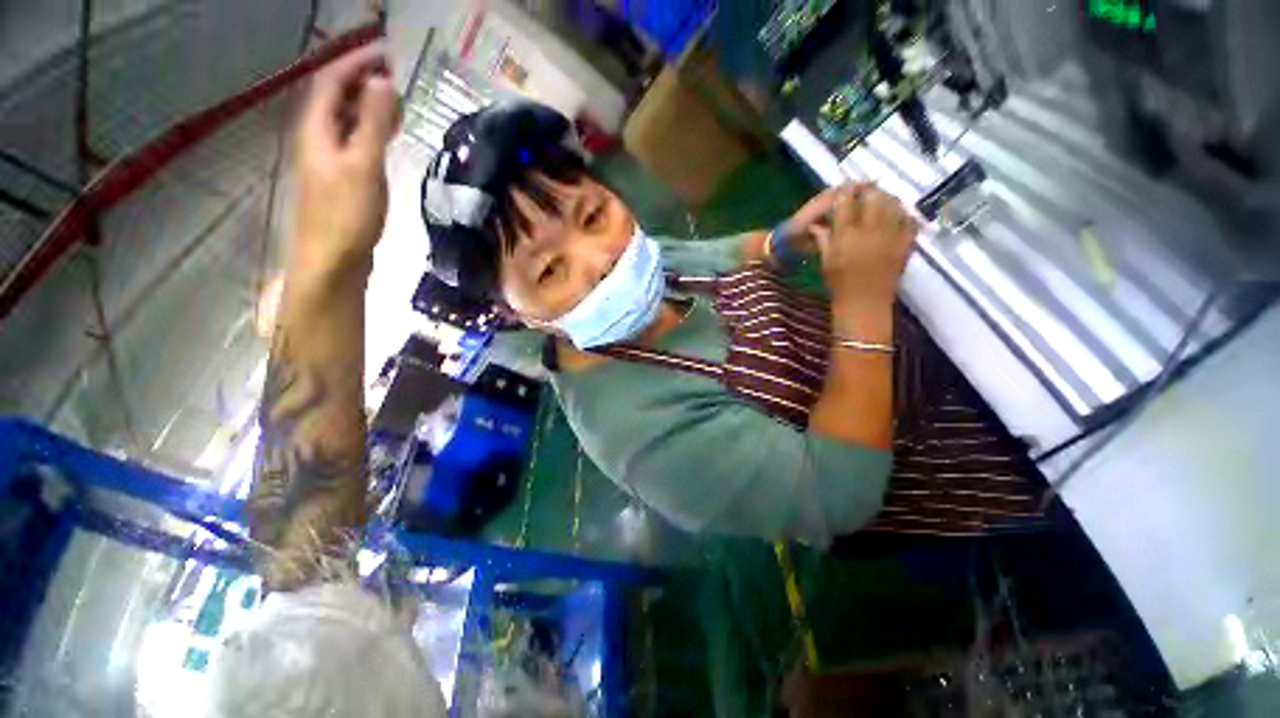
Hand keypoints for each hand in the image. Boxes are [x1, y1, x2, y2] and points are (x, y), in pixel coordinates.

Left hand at [292, 44, 400, 277]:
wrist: (334, 260)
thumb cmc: (347, 213)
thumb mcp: (363, 164)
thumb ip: (372, 122)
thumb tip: (383, 82)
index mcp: (316, 129)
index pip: (331, 80)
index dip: (355, 62)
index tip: (385, 53)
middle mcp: (318, 138)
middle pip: (336, 98)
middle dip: (362, 82)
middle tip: (396, 77)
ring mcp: (329, 160)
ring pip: (346, 121)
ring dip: (368, 107)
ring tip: (397, 104)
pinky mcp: (342, 180)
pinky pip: (355, 143)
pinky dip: (371, 132)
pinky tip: (386, 137)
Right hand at [816, 183, 917, 303]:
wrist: (864, 303)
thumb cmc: (839, 284)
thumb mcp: (826, 261)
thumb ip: (823, 239)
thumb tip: (815, 224)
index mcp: (846, 235)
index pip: (845, 202)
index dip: (845, 191)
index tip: (844, 188)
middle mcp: (870, 229)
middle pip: (873, 196)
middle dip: (867, 190)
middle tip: (864, 191)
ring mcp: (891, 235)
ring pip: (893, 203)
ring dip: (886, 198)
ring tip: (880, 200)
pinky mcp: (906, 243)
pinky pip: (909, 219)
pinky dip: (903, 213)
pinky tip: (896, 216)